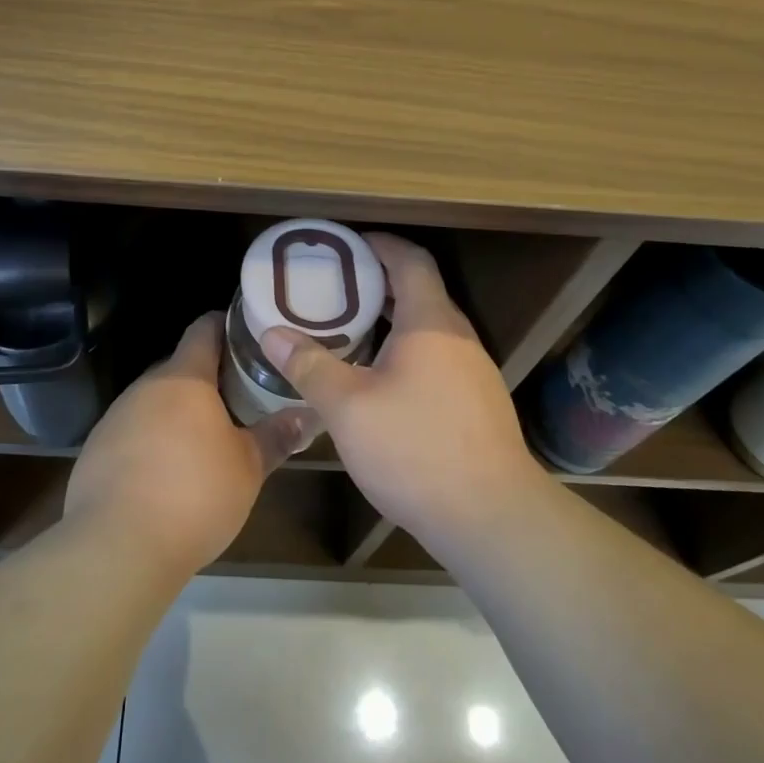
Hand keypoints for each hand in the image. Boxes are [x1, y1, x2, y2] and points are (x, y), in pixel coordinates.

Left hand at [64, 312, 314, 579]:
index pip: (204, 329)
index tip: (250, 335)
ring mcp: (116, 417)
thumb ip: (277, 436)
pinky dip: (154, 441)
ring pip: (155, 401)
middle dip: (209, 377)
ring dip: (180, 412)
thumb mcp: (248, 468)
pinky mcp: (96, 451)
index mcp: (184, 378)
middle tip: (242, 394)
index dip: (227, 326)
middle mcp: (146, 387)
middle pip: (180, 366)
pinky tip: (169, 473)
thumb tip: (307, 416)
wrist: (116, 547)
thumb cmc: (194, 494)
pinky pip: (133, 432)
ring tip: (209, 436)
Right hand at [260, 234, 547, 550]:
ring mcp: (473, 371)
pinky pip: (436, 356)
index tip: (345, 244)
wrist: (491, 518)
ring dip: (391, 318)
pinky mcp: (476, 402)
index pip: (410, 259)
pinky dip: (405, 349)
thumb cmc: (416, 449)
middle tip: (333, 287)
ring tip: (348, 328)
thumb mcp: (348, 407)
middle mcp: (458, 337)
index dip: (379, 244)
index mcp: (431, 322)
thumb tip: (272, 333)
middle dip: (377, 281)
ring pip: (428, 326)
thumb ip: (309, 365)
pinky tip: (378, 378)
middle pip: (420, 289)